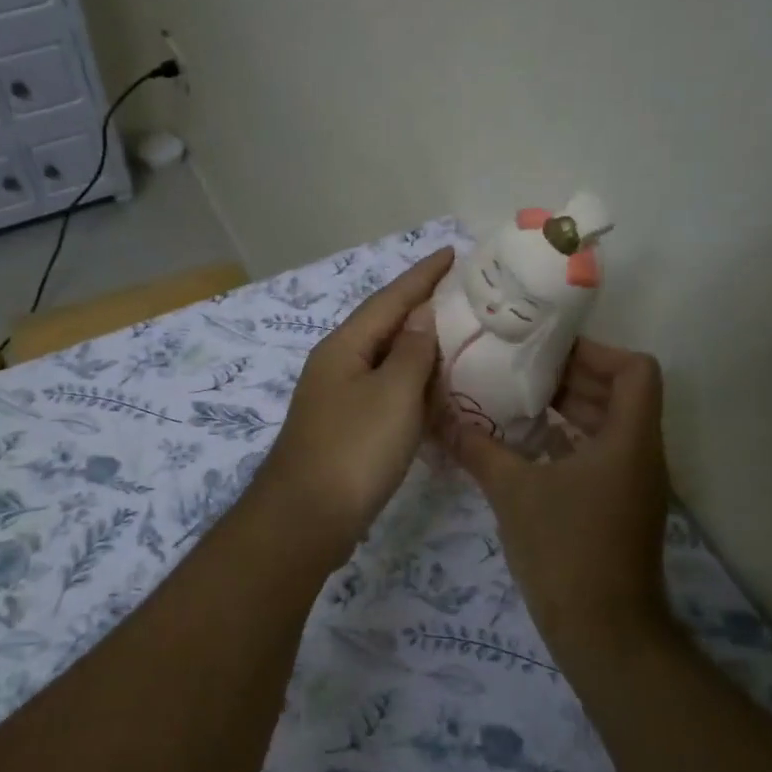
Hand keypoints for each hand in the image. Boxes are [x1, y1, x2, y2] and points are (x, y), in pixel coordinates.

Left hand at [253, 248, 453, 554]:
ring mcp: (338, 398)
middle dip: (421, 306)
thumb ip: (412, 351)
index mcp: (344, 346)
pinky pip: (385, 392)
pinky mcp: (346, 429)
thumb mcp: (392, 394)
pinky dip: (412, 384)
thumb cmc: (353, 449)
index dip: (423, 275)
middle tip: (464, 294)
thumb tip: (422, 315)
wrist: (307, 518)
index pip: (390, 298)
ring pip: (385, 360)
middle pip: (384, 325)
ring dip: (418, 346)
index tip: (453, 252)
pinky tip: (435, 391)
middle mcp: (337, 364)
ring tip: (458, 335)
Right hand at [452, 338, 673, 656]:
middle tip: (520, 371)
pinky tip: (525, 448)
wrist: (604, 634)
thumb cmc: (566, 550)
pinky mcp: (619, 508)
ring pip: (608, 426)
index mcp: (628, 439)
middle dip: (571, 378)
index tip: (547, 353)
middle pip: (619, 394)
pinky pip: (599, 456)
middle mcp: (640, 454)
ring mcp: (633, 484)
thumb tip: (440, 418)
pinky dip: (568, 443)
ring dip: (568, 411)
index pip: (636, 370)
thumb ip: (477, 449)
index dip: (596, 353)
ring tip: (517, 402)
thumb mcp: (513, 492)